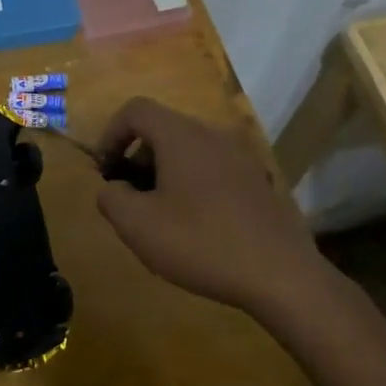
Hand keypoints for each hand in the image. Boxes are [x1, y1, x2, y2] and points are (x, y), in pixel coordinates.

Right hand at [95, 97, 319, 316]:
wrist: (281, 275)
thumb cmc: (201, 243)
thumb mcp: (138, 226)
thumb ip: (111, 199)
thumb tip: (112, 189)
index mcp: (181, 135)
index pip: (135, 110)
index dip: (110, 134)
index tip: (104, 171)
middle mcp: (212, 135)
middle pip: (163, 129)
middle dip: (137, 158)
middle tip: (130, 199)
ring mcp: (241, 156)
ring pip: (189, 150)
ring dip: (165, 173)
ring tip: (161, 216)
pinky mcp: (258, 180)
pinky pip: (213, 169)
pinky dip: (193, 184)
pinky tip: (197, 226)